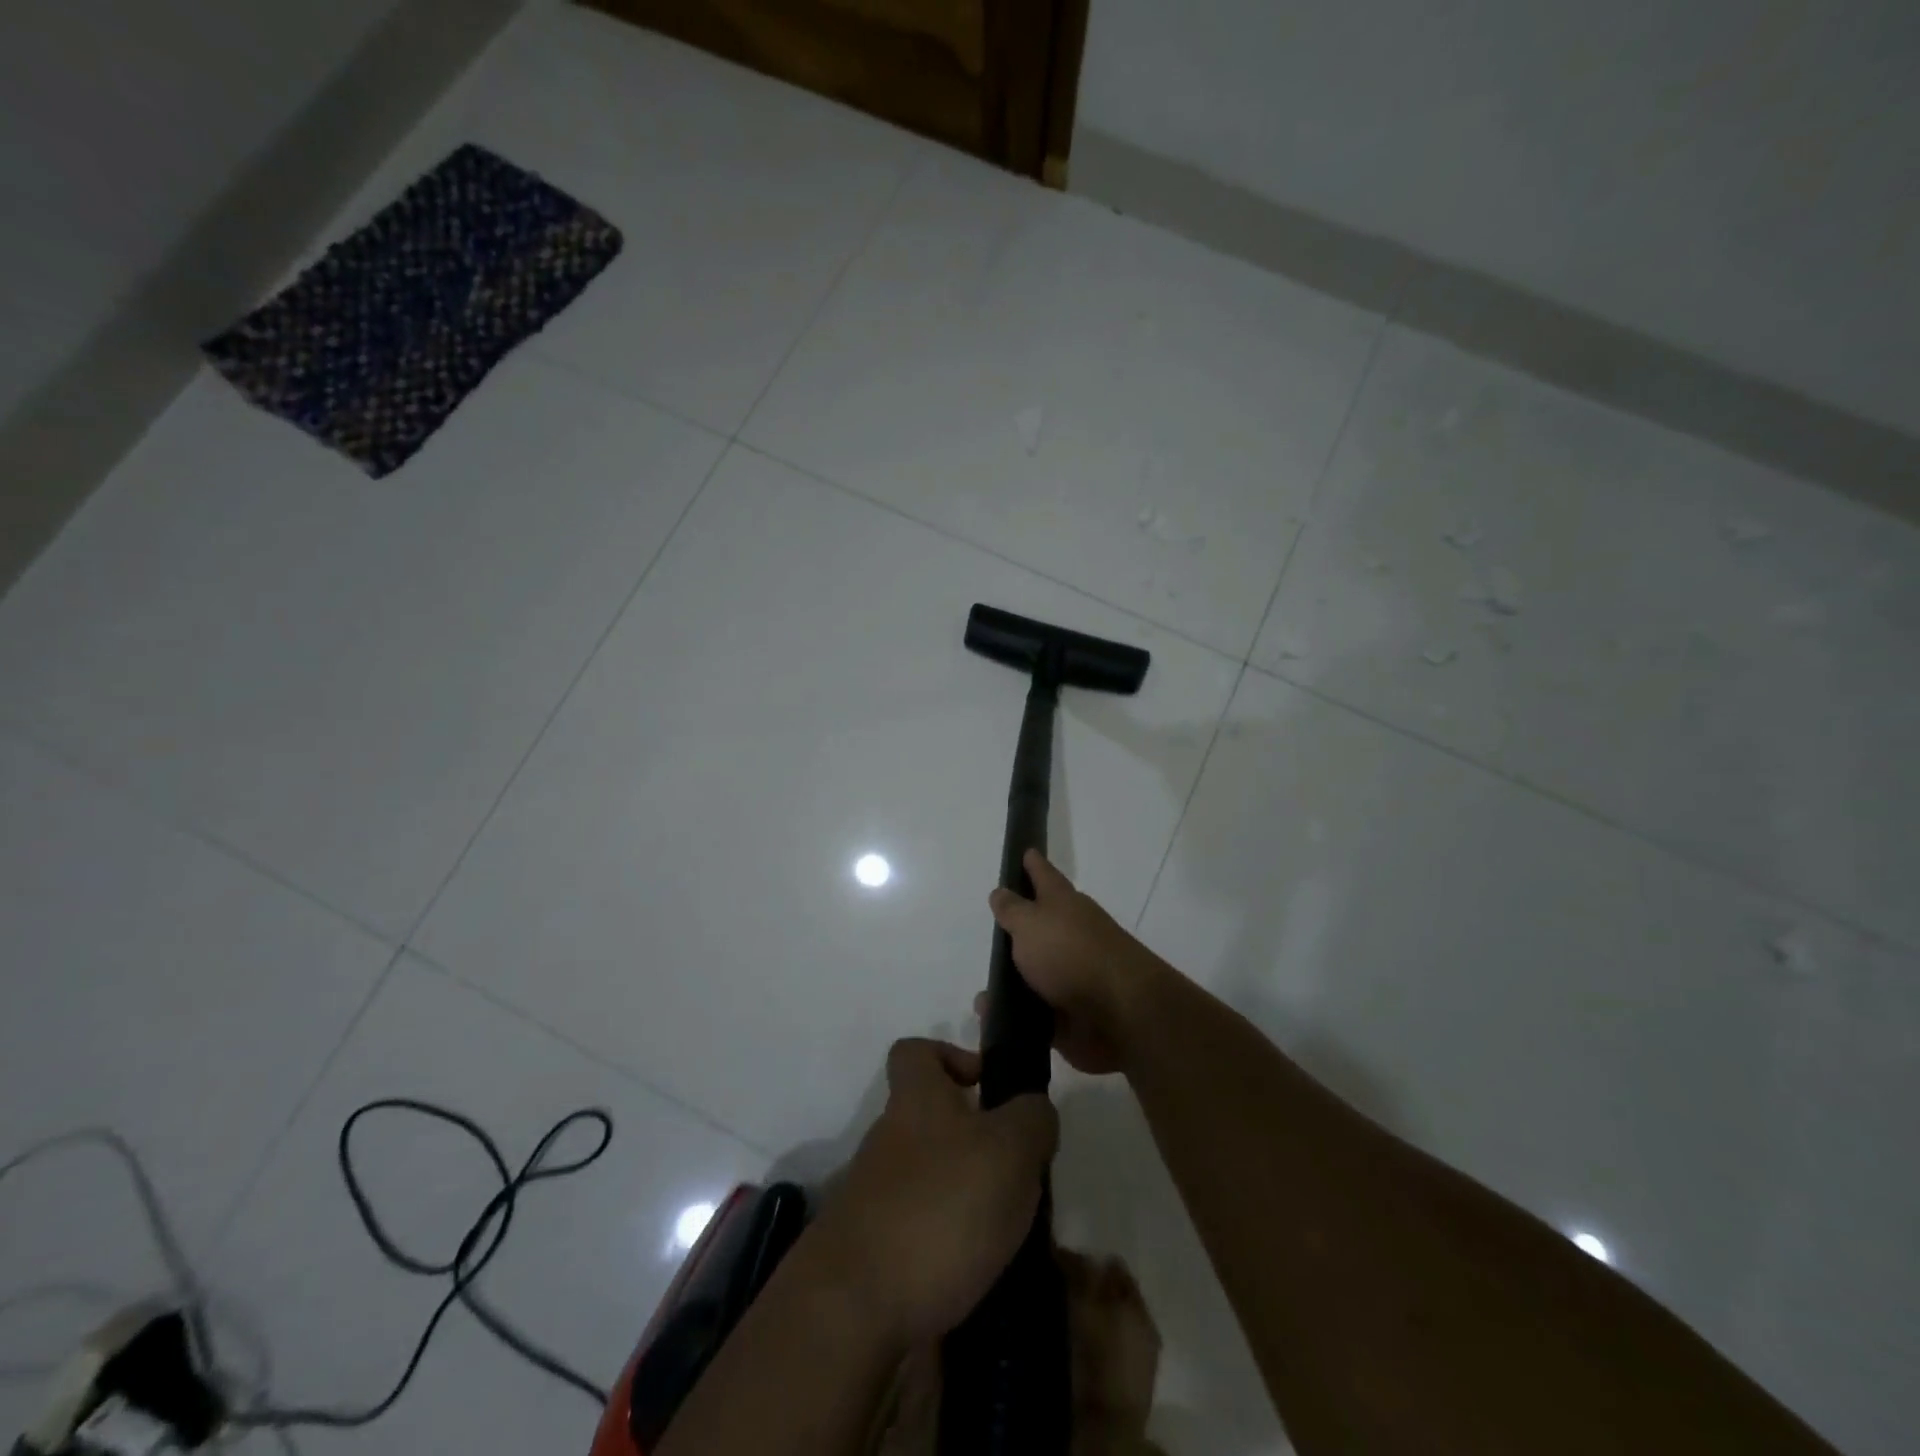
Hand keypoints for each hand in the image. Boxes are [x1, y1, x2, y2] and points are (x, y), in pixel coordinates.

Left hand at [807, 1038, 1057, 1348]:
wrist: (852, 1307)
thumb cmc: (940, 1207)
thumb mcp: (1010, 1151)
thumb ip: (1032, 1120)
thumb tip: (1033, 1109)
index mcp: (916, 1100)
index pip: (915, 1052)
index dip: (950, 1056)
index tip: (986, 1086)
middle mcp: (888, 1138)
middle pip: (927, 1119)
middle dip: (972, 1141)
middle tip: (1016, 1173)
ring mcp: (872, 1194)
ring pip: (926, 1176)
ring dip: (964, 1195)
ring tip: (1006, 1231)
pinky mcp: (868, 1249)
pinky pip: (916, 1229)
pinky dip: (945, 1244)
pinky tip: (975, 1272)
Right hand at [984, 850, 1162, 1074]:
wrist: (1120, 1013)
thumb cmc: (1071, 953)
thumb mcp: (1031, 923)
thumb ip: (1012, 910)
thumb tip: (1000, 891)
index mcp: (1063, 904)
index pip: (1044, 874)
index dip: (1033, 863)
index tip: (1025, 850)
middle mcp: (1071, 934)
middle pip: (1042, 924)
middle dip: (1023, 923)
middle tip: (996, 924)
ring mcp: (1073, 975)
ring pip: (1037, 971)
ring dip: (1014, 977)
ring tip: (987, 985)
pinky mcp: (1071, 1013)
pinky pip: (1034, 1011)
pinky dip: (1014, 1014)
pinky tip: (992, 1016)